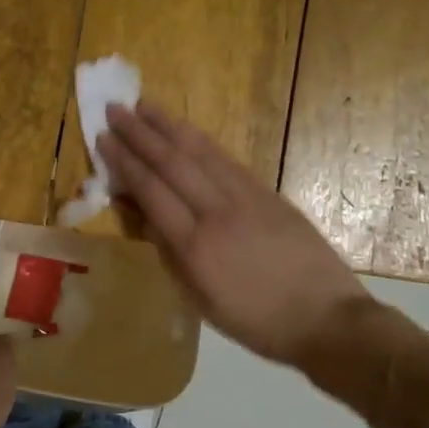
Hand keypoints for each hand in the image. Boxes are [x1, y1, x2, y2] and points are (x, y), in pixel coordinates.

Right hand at [99, 102, 373, 370]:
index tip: (104, 138)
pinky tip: (188, 131)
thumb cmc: (255, 321)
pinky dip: (203, 142)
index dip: (124, 162)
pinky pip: (228, 161)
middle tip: (115, 109)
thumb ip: (169, 254)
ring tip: (145, 106)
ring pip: (201, 153)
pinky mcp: (269, 195)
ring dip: (170, 127)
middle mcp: (217, 213)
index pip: (151, 191)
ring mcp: (247, 199)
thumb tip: (144, 215)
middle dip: (140, 134)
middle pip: (172, 163)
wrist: (325, 319)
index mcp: (195, 246)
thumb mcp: (200, 300)